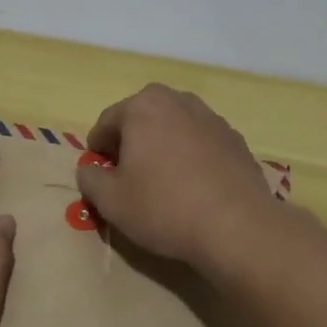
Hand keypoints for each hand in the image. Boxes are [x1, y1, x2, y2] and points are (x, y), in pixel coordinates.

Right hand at [75, 84, 284, 270]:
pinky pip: (200, 141)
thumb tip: (89, 170)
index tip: (99, 175)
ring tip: (163, 181)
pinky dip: (191, 156)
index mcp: (143, 106)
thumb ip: (90, 179)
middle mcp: (177, 100)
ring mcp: (211, 117)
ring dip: (162, 146)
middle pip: (141, 118)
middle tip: (129, 177)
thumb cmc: (164, 208)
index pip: (107, 123)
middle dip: (131, 142)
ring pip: (173, 127)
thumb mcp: (111, 201)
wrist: (237, 226)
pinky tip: (193, 186)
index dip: (97, 150)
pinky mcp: (234, 138)